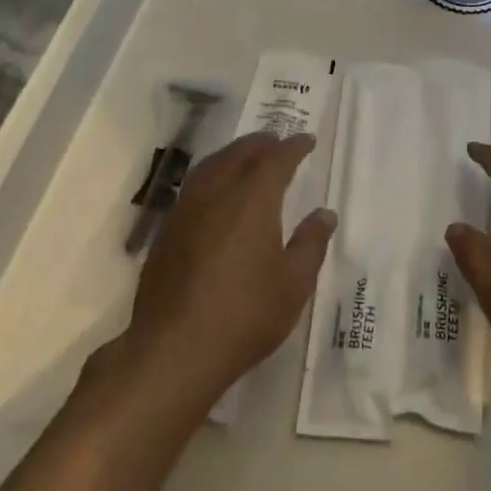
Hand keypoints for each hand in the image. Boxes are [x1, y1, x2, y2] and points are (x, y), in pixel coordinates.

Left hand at [120, 132, 335, 408]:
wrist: (175, 349)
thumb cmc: (245, 314)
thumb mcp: (293, 284)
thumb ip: (310, 244)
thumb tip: (324, 214)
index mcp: (252, 199)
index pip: (276, 160)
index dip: (293, 147)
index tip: (306, 140)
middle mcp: (217, 193)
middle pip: (239, 154)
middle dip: (260, 144)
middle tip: (275, 140)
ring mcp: (186, 211)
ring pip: (211, 166)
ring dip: (232, 154)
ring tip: (245, 156)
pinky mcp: (166, 232)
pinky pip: (193, 187)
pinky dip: (211, 175)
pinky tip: (215, 193)